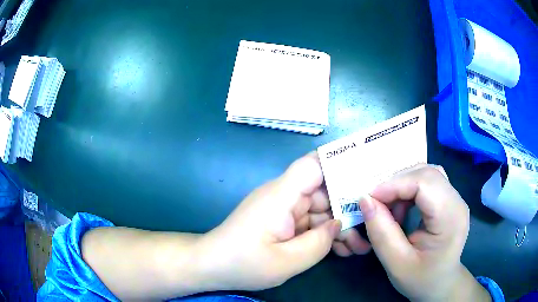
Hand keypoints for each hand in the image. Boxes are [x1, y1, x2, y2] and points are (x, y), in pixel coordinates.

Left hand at [195, 152, 367, 290]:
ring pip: (321, 210)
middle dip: (349, 210)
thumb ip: (319, 242)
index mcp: (282, 195)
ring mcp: (284, 209)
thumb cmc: (243, 263)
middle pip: (324, 192)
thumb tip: (339, 224)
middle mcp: (284, 195)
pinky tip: (342, 250)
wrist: (212, 266)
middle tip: (371, 228)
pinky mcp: (283, 221)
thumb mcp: (287, 261)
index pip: (313, 165)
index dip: (340, 164)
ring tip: (360, 248)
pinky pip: (311, 223)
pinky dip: (326, 235)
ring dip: (340, 227)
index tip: (366, 174)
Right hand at [358, 165, 490, 301]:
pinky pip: (428, 181)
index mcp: (450, 218)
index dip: (395, 184)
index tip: (369, 199)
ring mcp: (455, 198)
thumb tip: (364, 200)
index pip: (425, 182)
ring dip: (403, 185)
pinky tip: (402, 207)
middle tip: (377, 203)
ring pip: (427, 173)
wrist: (440, 284)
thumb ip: (381, 233)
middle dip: (397, 183)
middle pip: (426, 173)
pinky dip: (410, 189)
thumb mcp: (396, 264)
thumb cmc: (421, 279)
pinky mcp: (450, 199)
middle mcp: (457, 201)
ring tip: (390, 208)